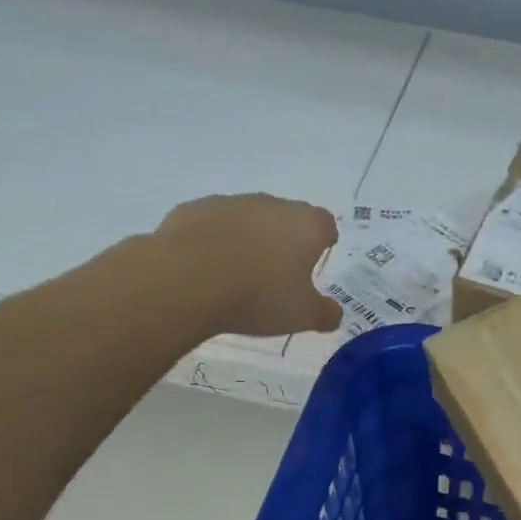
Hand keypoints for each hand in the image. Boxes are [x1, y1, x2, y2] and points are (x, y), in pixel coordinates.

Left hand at [155, 194, 341, 336]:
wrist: (187, 279)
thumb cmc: (258, 295)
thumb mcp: (302, 316)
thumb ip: (325, 313)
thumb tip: (334, 313)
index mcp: (306, 225)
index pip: (325, 224)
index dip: (323, 242)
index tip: (315, 262)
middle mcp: (271, 204)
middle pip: (286, 218)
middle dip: (285, 241)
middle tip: (278, 275)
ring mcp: (230, 203)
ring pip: (248, 219)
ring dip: (248, 240)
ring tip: (239, 275)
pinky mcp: (194, 209)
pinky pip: (213, 225)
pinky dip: (215, 241)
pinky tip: (207, 269)